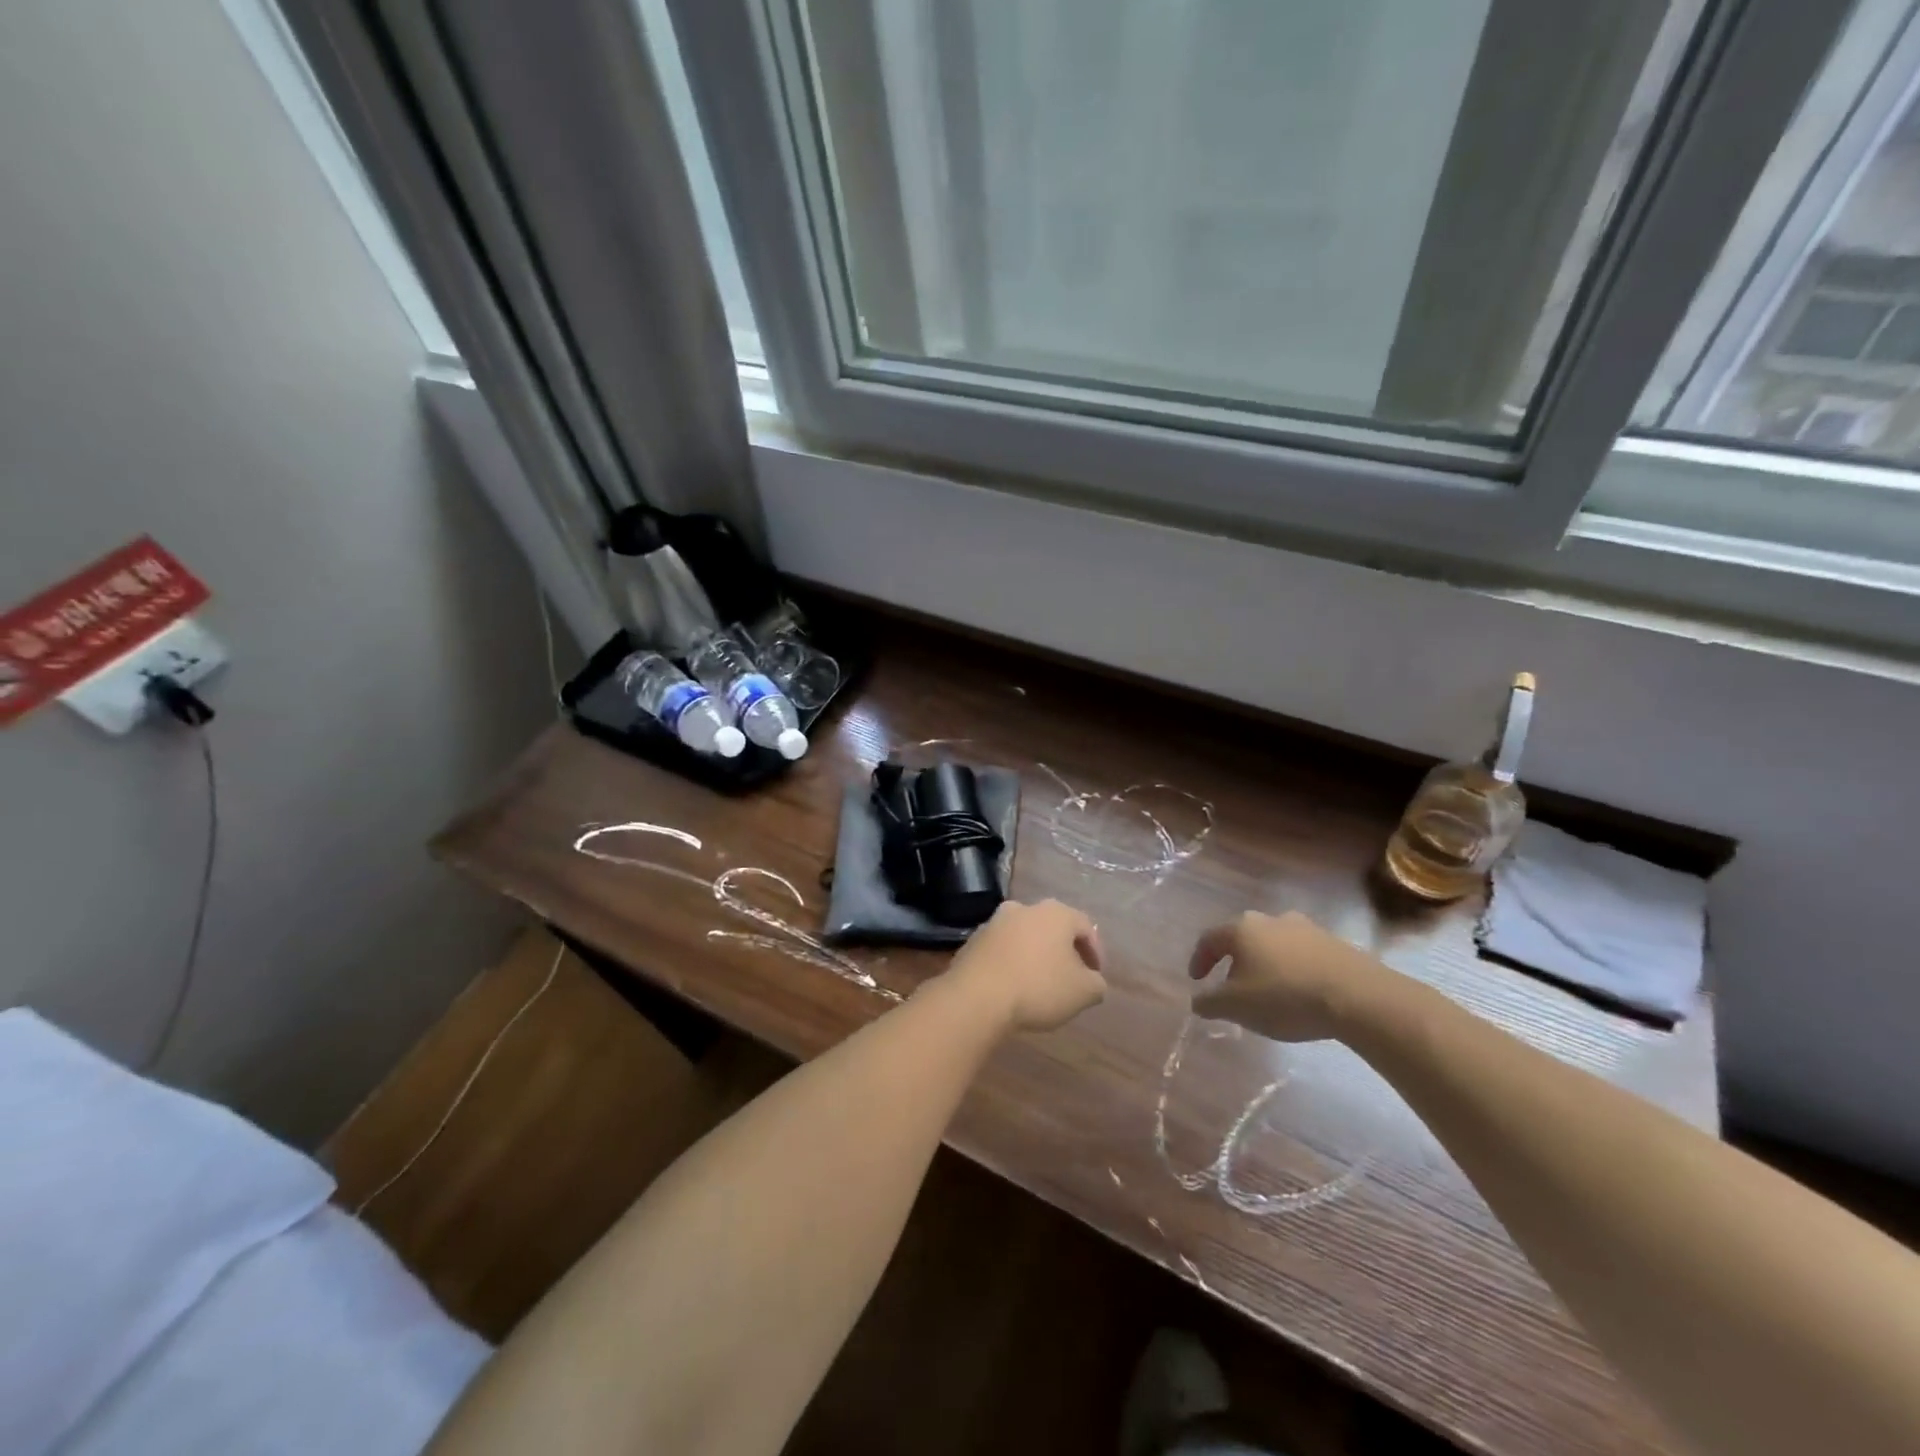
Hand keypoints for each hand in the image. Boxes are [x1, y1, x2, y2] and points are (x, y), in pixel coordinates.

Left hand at [949, 899, 1106, 1032]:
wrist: (976, 996)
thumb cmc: (1038, 987)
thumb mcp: (1083, 992)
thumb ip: (1096, 984)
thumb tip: (1093, 981)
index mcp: (1055, 913)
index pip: (1086, 927)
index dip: (1096, 952)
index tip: (1096, 976)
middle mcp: (1024, 908)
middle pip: (1053, 928)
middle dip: (1064, 951)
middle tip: (1070, 977)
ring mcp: (995, 922)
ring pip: (1025, 937)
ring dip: (1035, 955)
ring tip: (1040, 984)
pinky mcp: (973, 940)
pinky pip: (1002, 950)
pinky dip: (1012, 963)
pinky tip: (1014, 986)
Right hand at [1187, 911, 1397, 1043]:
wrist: (1357, 997)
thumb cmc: (1284, 997)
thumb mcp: (1236, 1007)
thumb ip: (1210, 1003)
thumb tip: (1197, 1001)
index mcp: (1242, 929)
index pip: (1210, 939)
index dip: (1199, 959)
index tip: (1197, 980)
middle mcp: (1270, 920)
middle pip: (1243, 937)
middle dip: (1233, 960)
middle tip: (1231, 984)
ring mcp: (1305, 928)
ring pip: (1274, 943)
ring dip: (1265, 963)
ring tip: (1267, 989)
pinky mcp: (1333, 942)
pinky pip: (1301, 954)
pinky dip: (1292, 969)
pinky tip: (1298, 991)